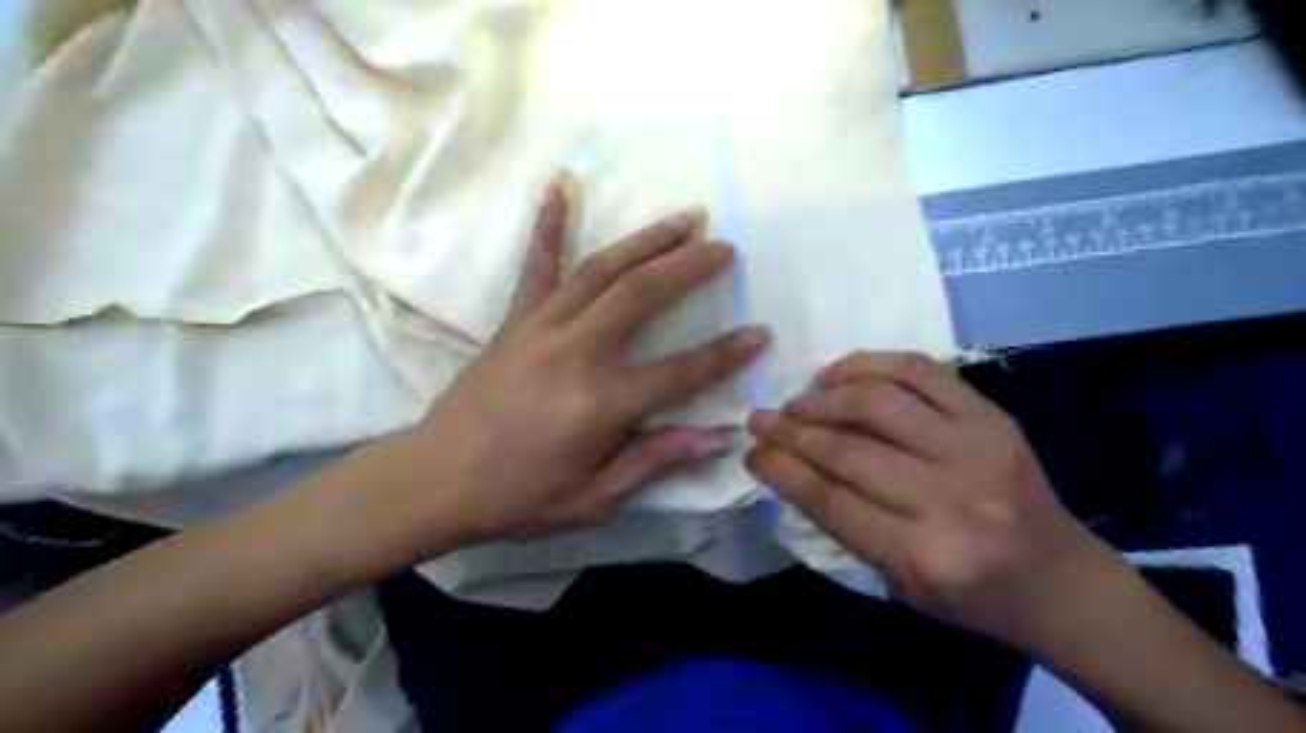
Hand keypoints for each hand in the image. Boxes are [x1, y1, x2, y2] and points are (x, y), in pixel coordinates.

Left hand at [379, 178, 768, 552]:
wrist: (434, 482)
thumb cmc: (518, 499)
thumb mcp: (594, 498)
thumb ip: (654, 460)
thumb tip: (716, 438)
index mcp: (599, 404)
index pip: (680, 373)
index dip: (725, 355)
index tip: (760, 333)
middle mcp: (574, 354)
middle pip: (641, 296)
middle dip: (689, 266)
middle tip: (725, 247)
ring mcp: (540, 329)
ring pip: (601, 270)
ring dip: (646, 240)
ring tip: (684, 218)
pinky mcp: (513, 321)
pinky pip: (536, 266)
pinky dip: (549, 223)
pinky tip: (561, 185)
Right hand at [745, 355, 1111, 645]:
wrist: (1059, 578)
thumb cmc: (970, 595)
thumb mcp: (895, 583)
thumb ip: (840, 524)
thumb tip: (786, 465)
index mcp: (925, 557)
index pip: (829, 500)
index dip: (780, 469)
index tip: (751, 449)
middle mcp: (951, 498)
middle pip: (847, 449)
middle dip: (791, 431)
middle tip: (762, 420)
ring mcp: (977, 448)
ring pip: (877, 401)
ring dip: (823, 397)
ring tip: (799, 402)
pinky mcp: (992, 416)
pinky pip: (919, 369)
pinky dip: (868, 365)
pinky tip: (839, 376)